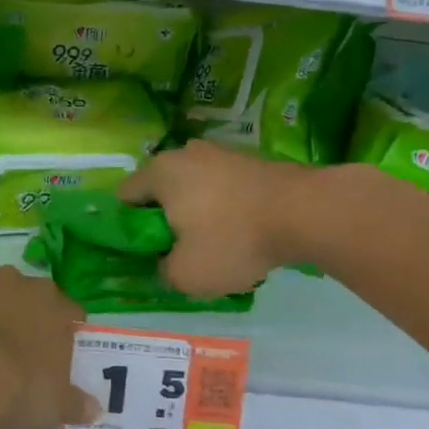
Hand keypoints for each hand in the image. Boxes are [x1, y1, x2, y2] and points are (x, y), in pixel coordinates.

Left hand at [0, 267, 96, 428]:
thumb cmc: (16, 391)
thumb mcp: (53, 407)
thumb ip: (76, 404)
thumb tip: (95, 409)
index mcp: (53, 306)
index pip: (69, 311)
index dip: (65, 330)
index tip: (59, 352)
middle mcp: (17, 283)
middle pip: (27, 295)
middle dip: (23, 316)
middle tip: (15, 351)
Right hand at [120, 141, 316, 296]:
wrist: (304, 212)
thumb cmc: (233, 239)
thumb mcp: (186, 275)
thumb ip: (163, 271)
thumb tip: (166, 263)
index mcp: (158, 173)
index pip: (123, 198)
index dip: (127, 228)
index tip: (145, 253)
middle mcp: (184, 154)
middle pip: (160, 191)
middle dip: (166, 221)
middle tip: (180, 253)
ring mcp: (220, 153)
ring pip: (194, 189)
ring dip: (198, 215)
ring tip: (217, 247)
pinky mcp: (250, 161)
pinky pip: (223, 189)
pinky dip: (226, 210)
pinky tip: (244, 235)